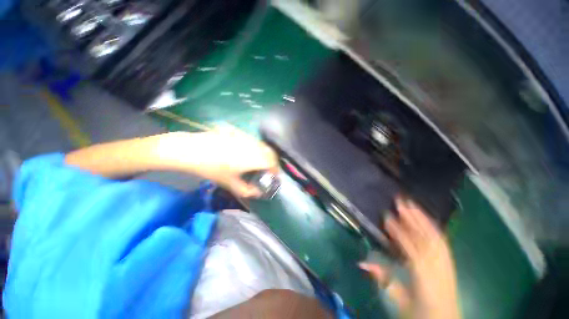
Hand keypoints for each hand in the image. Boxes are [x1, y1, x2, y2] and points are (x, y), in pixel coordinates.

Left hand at [65, 127, 277, 198]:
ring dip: (265, 154)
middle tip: (268, 170)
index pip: (272, 162)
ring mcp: (245, 137)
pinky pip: (253, 140)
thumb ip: (246, 190)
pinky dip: (257, 148)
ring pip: (262, 145)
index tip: (275, 177)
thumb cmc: (210, 168)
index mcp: (251, 158)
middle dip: (273, 162)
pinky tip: (249, 153)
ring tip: (259, 163)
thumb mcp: (229, 183)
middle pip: (270, 152)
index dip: (276, 170)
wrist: (190, 150)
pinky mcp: (239, 133)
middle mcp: (252, 146)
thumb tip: (257, 193)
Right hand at [360, 196, 459, 318]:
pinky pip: (442, 241)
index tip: (387, 217)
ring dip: (423, 218)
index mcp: (423, 278)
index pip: (410, 248)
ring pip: (435, 236)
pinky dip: (433, 227)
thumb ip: (383, 279)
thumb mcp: (399, 301)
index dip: (398, 231)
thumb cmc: (420, 313)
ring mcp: (446, 264)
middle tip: (400, 201)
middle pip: (426, 238)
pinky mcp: (449, 262)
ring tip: (412, 204)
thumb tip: (361, 262)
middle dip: (413, 218)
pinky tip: (425, 219)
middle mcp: (437, 267)